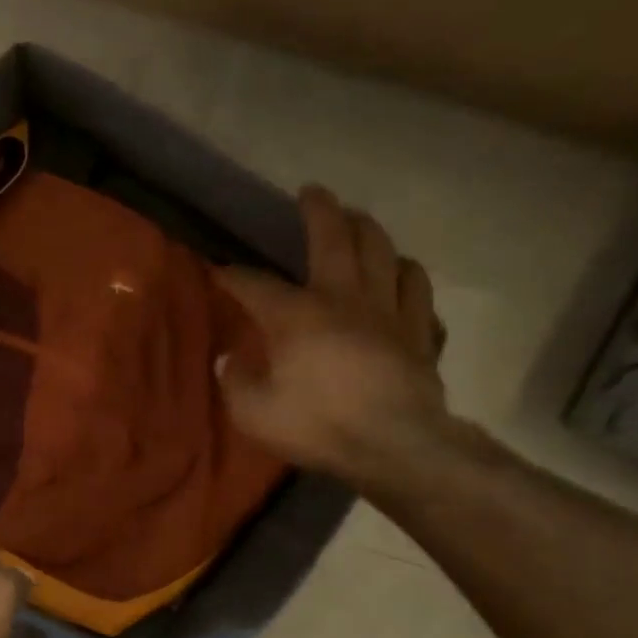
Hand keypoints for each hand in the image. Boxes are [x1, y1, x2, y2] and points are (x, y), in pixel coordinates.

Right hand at [216, 186, 453, 490]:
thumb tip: (229, 360)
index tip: (218, 269)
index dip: (234, 275)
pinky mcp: (419, 331)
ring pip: (384, 251)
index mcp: (297, 316)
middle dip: (319, 211)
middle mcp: (344, 298)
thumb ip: (236, 382)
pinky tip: (402, 274)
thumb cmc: (318, 426)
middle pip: (335, 238)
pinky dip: (407, 275)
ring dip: (369, 231)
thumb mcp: (254, 414)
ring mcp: (389, 311)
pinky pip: (418, 290)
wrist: (395, 444)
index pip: (256, 285)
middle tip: (312, 193)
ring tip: (359, 223)